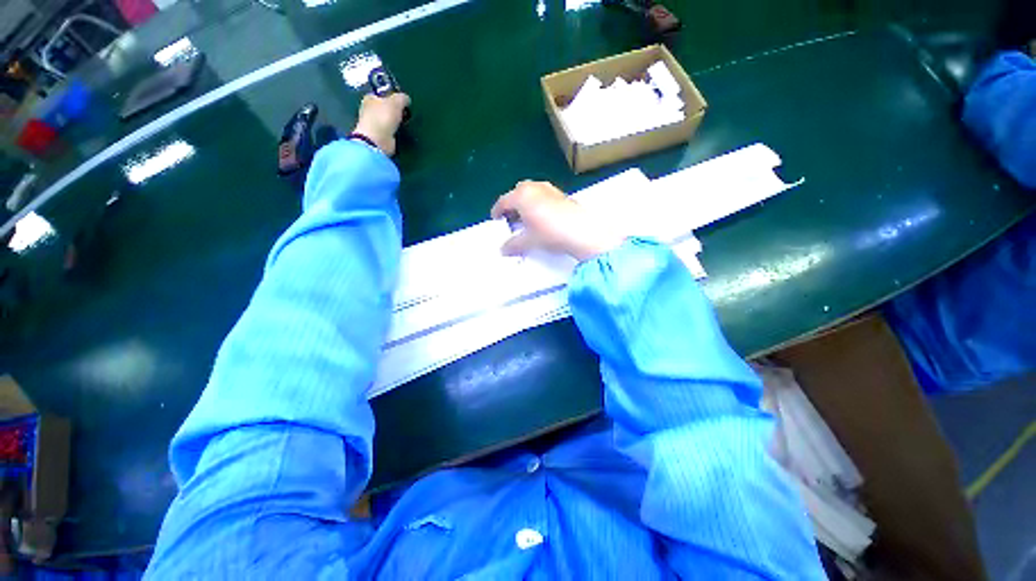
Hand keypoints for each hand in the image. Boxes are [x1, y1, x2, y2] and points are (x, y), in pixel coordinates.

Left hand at [352, 93, 410, 155]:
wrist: (378, 140)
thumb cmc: (384, 116)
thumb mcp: (396, 102)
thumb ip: (402, 98)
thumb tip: (406, 99)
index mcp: (370, 98)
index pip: (381, 93)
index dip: (392, 96)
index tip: (402, 101)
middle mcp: (370, 110)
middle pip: (385, 107)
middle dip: (394, 110)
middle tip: (405, 112)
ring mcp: (374, 124)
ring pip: (388, 120)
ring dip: (396, 121)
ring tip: (405, 123)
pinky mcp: (380, 137)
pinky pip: (390, 131)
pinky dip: (396, 131)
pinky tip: (402, 132)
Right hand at [491, 181, 626, 260]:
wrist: (581, 231)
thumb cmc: (550, 233)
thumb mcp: (529, 241)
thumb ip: (513, 244)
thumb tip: (503, 249)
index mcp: (522, 196)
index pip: (504, 201)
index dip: (497, 210)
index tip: (495, 219)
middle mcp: (534, 188)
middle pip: (517, 192)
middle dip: (512, 203)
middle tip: (511, 218)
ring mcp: (550, 189)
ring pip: (532, 191)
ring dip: (526, 202)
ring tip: (526, 217)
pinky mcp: (562, 194)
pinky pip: (543, 194)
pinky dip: (538, 202)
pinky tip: (542, 216)